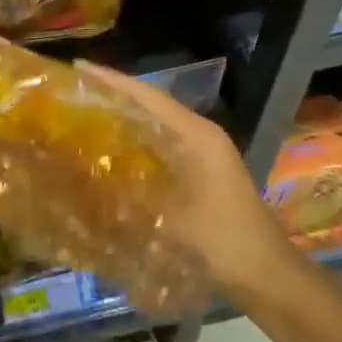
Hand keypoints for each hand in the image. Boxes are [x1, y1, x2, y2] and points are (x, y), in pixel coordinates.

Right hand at [77, 63, 311, 308]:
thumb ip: (131, 193)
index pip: (149, 97)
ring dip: (123, 120)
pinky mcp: (200, 175)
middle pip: (152, 106)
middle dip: (114, 96)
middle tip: (73, 91)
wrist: (267, 275)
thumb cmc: (224, 240)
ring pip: (155, 126)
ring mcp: (203, 156)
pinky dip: (135, 145)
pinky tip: (110, 154)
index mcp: (198, 136)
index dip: (113, 81)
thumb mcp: (174, 217)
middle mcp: (201, 137)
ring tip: (83, 115)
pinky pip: (160, 148)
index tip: (79, 67)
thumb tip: (87, 176)